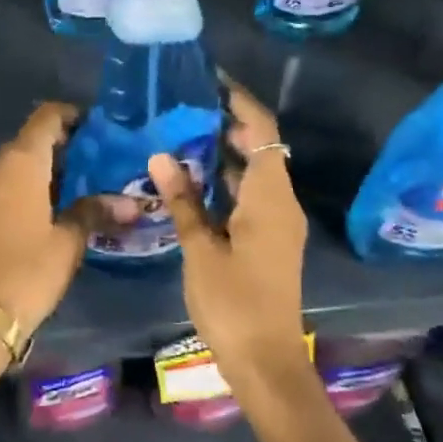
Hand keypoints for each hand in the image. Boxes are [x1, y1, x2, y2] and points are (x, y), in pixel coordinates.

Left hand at [0, 102, 90, 334]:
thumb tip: (130, 203)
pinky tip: (47, 211)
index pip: (46, 117)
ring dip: (43, 170)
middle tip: (95, 163)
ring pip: (16, 165)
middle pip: (30, 140)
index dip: (72, 116)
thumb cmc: (29, 270)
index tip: (96, 128)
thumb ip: (95, 211)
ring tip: (76, 189)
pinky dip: (25, 188)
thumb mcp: (69, 241)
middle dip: (62, 146)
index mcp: (20, 163)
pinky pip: (3, 186)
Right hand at [148, 79, 308, 386]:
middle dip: (227, 124)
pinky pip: (250, 195)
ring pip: (254, 173)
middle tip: (184, 108)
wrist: (265, 360)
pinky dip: (226, 181)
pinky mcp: (270, 240)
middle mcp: (281, 202)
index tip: (210, 81)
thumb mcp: (201, 249)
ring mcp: (278, 222)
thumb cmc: (233, 303)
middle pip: (260, 148)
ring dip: (225, 154)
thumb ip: (183, 200)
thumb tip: (161, 155)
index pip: (262, 130)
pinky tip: (193, 181)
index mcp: (270, 197)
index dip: (240, 102)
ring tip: (181, 135)